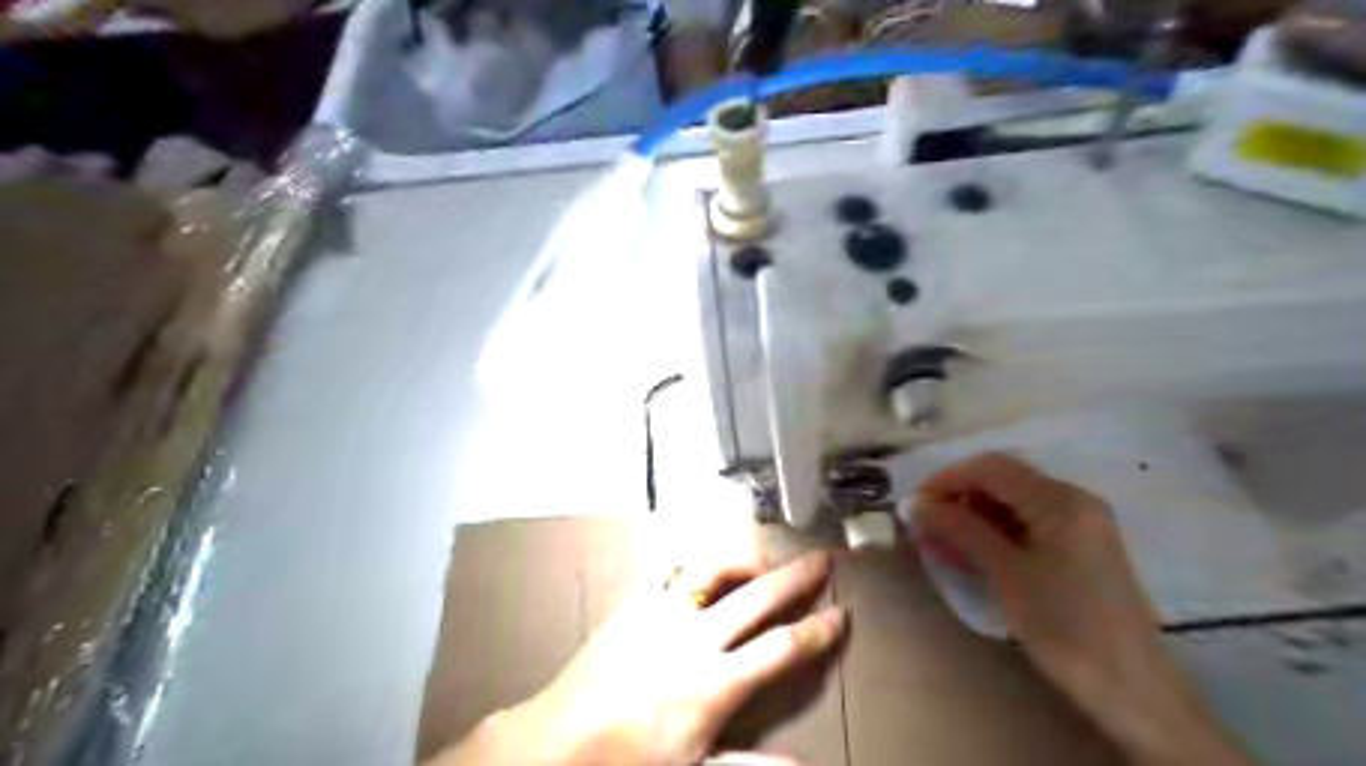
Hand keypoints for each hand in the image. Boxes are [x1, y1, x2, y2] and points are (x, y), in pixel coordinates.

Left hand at [434, 554, 844, 765]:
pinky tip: (701, 563)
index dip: (816, 631)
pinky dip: (693, 562)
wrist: (557, 741)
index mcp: (715, 683)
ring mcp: (664, 614)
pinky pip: (670, 571)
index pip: (781, 650)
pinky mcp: (636, 604)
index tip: (841, 614)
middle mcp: (697, 638)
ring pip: (715, 570)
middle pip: (758, 598)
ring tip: (765, 555)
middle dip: (796, 577)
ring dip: (746, 558)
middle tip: (823, 559)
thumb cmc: (628, 763)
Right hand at [911, 456, 1251, 765]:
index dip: (947, 479)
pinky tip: (968, 553)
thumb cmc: (1065, 626)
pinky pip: (1026, 525)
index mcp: (1060, 500)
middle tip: (924, 526)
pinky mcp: (1078, 547)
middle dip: (958, 498)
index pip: (991, 468)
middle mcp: (1072, 500)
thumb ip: (961, 530)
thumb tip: (917, 505)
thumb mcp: (1006, 574)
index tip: (914, 504)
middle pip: (1002, 481)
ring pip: (1011, 504)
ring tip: (939, 542)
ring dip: (972, 517)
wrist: (1131, 688)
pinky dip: (993, 533)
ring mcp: (1078, 524)